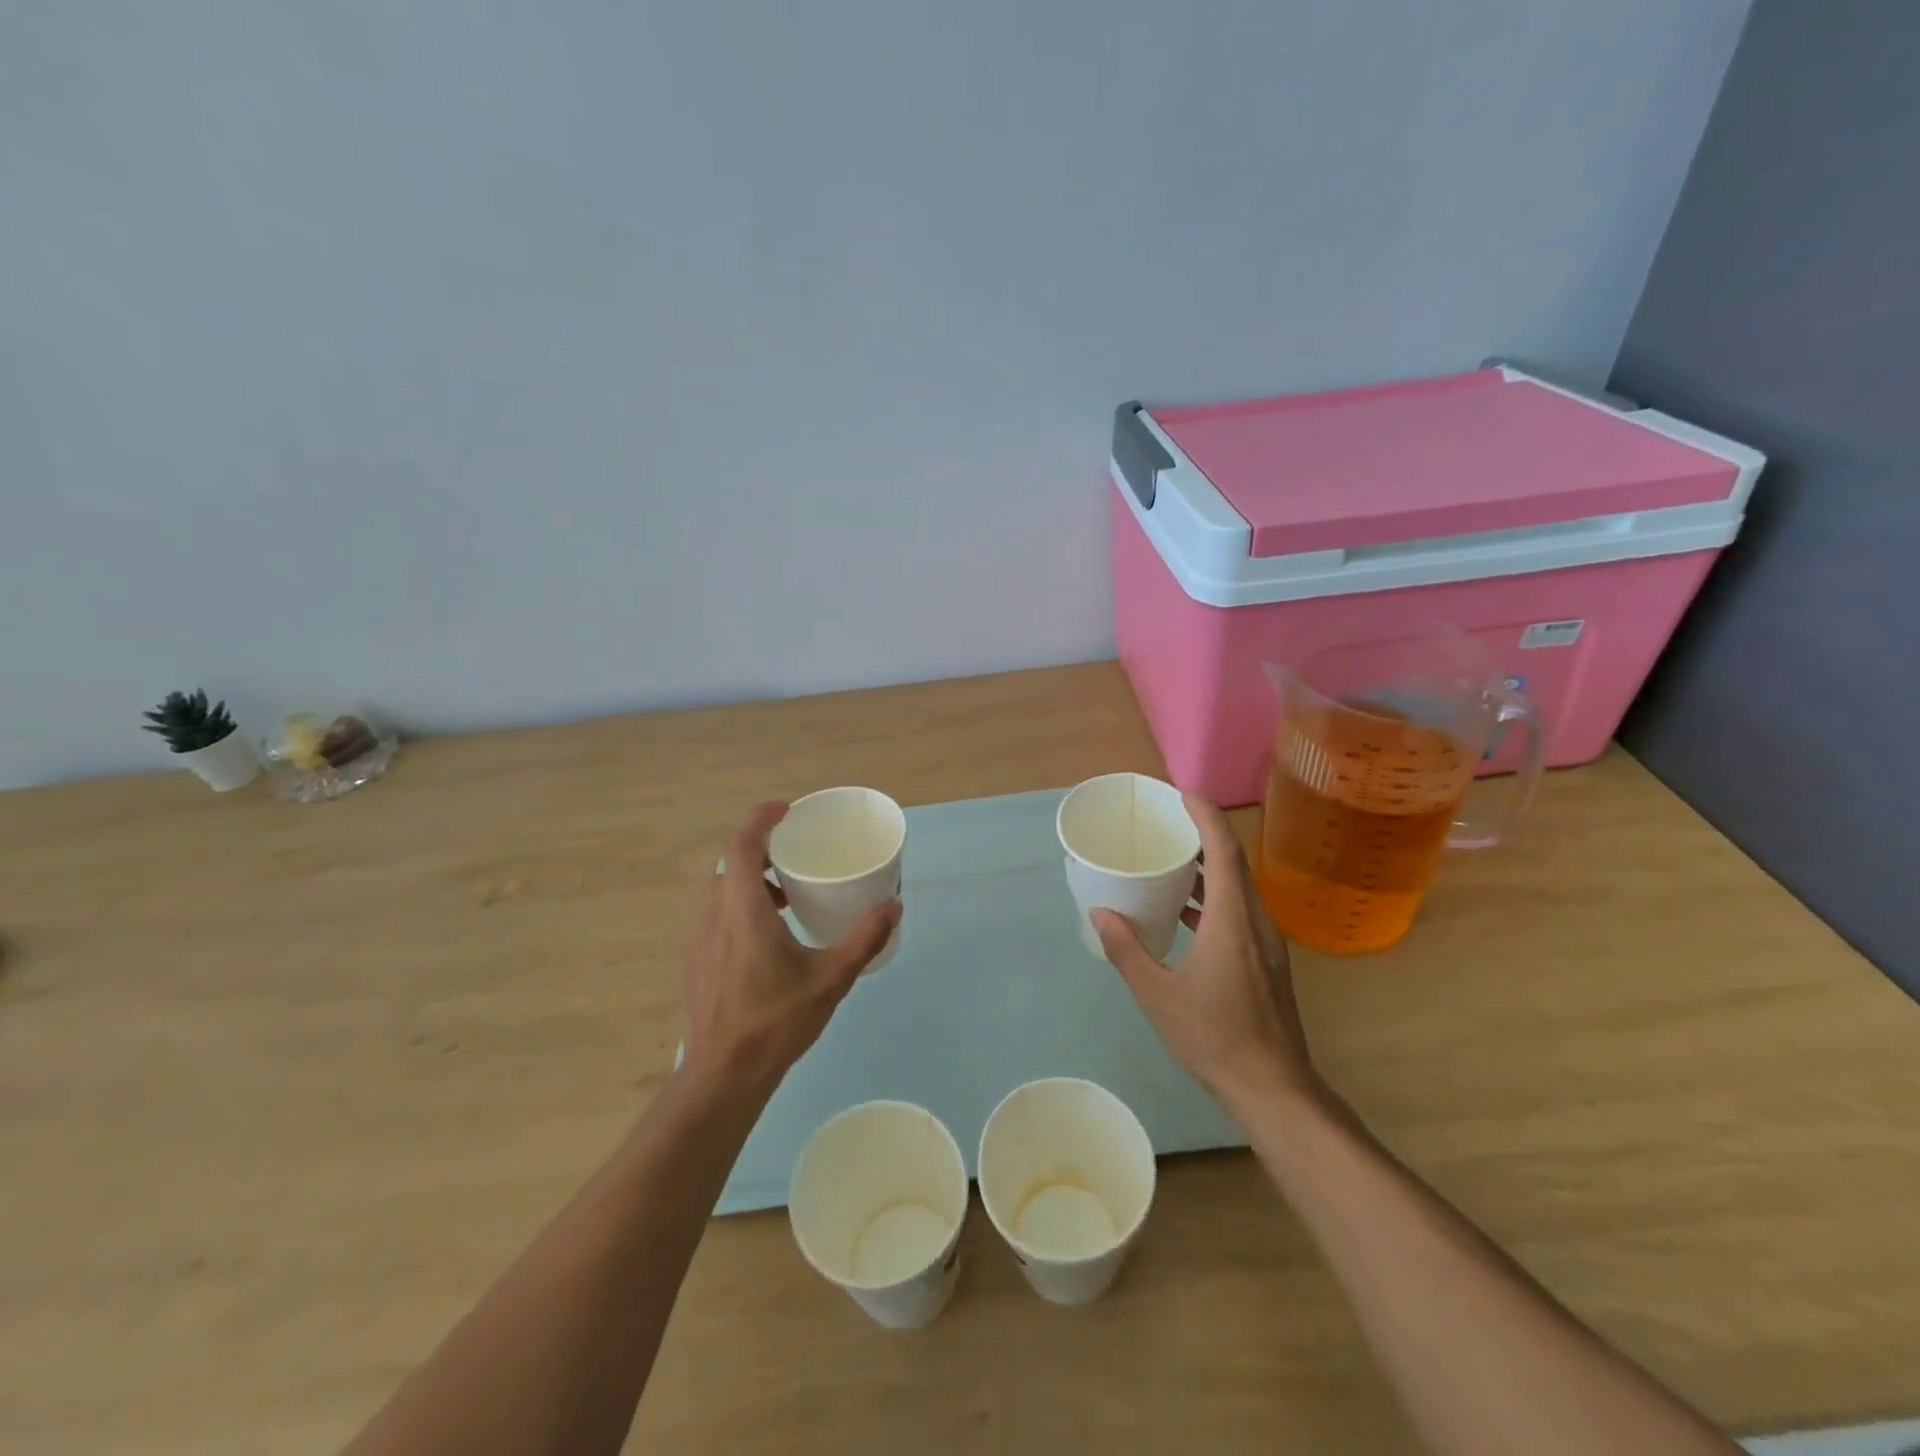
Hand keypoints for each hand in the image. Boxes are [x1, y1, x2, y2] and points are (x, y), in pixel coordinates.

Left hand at [679, 802, 899, 1091]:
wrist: (723, 1075)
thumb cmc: (777, 1021)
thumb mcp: (831, 978)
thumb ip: (864, 938)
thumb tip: (894, 905)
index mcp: (742, 909)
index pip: (741, 844)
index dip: (760, 819)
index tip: (786, 810)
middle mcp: (714, 915)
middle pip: (731, 863)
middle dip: (761, 849)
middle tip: (794, 852)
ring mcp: (699, 939)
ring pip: (722, 891)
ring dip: (752, 881)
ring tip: (786, 895)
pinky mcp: (695, 961)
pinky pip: (717, 916)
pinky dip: (740, 907)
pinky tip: (767, 938)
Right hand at [1091, 794, 1319, 1111]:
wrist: (1273, 1088)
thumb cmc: (1214, 1037)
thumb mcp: (1158, 995)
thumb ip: (1127, 950)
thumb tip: (1101, 913)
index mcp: (1233, 920)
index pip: (1224, 850)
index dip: (1206, 816)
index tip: (1182, 795)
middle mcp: (1256, 922)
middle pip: (1235, 862)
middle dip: (1204, 835)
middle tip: (1168, 824)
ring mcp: (1266, 943)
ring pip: (1239, 888)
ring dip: (1210, 867)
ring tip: (1173, 860)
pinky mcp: (1266, 962)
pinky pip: (1240, 911)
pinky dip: (1215, 897)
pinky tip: (1188, 913)